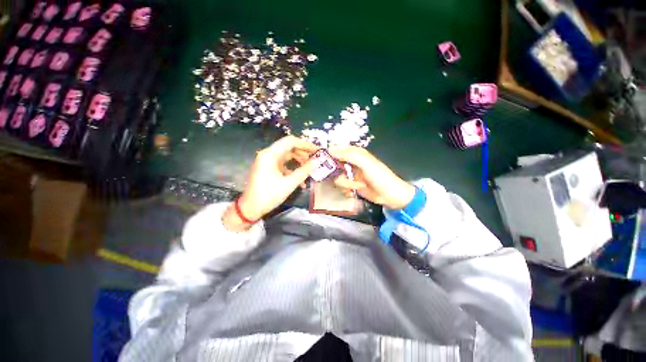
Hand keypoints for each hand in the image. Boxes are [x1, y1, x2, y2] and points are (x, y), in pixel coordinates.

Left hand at [223, 136, 316, 231]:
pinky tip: (301, 180)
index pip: (290, 141)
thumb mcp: (289, 183)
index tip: (317, 150)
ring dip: (299, 161)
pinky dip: (293, 169)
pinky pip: (283, 164)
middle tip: (315, 159)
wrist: (251, 208)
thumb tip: (317, 161)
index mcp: (270, 155)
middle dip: (303, 153)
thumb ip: (304, 171)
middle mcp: (268, 154)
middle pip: (289, 147)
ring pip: (287, 156)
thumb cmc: (269, 195)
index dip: (305, 144)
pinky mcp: (268, 168)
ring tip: (310, 168)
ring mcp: (268, 162)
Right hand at [328, 146, 415, 209]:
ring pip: (337, 177)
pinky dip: (346, 190)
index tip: (322, 163)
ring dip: (345, 184)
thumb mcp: (365, 163)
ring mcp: (351, 174)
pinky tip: (353, 192)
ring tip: (355, 187)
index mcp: (355, 153)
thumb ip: (349, 155)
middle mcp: (351, 162)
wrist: (390, 195)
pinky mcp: (351, 185)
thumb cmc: (380, 177)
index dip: (329, 155)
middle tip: (339, 178)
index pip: (337, 150)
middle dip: (336, 173)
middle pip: (334, 165)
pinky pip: (341, 186)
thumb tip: (331, 150)